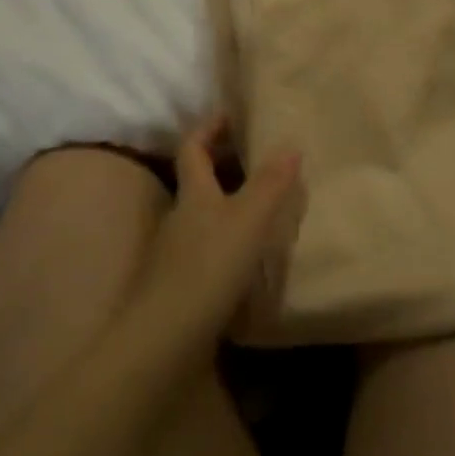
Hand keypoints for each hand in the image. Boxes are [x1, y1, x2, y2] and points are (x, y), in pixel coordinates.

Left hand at [127, 117, 301, 357]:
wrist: (164, 340)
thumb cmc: (208, 268)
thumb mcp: (248, 220)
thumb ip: (270, 183)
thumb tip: (290, 142)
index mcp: (193, 195)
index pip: (193, 148)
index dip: (209, 128)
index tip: (232, 115)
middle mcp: (179, 218)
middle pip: (197, 181)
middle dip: (223, 164)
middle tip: (260, 157)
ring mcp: (175, 254)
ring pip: (203, 217)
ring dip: (228, 205)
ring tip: (263, 205)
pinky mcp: (180, 286)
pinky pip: (206, 249)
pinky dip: (227, 241)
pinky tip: (249, 256)